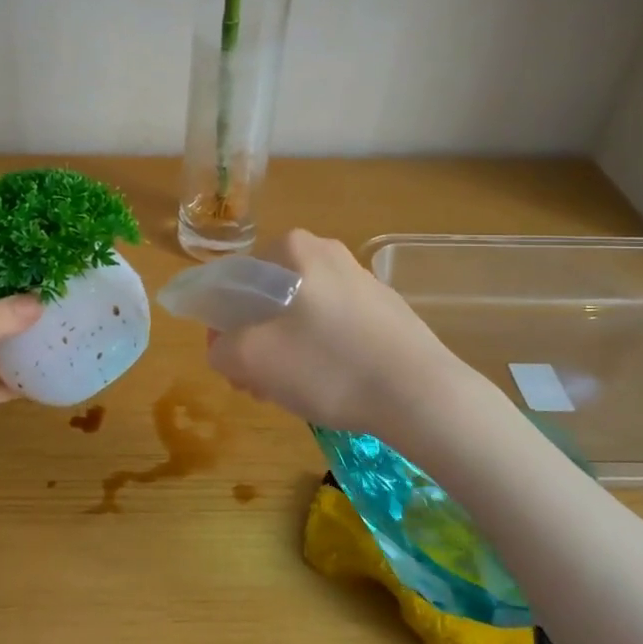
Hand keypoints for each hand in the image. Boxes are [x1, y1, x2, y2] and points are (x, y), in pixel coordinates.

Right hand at [205, 230, 473, 437]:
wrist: (421, 395)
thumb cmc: (328, 365)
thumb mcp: (252, 358)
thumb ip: (220, 348)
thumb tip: (225, 347)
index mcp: (294, 248)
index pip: (236, 281)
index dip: (223, 324)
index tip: (232, 362)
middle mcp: (328, 253)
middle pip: (269, 299)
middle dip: (255, 341)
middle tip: (257, 384)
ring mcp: (362, 281)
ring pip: (302, 317)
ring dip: (285, 352)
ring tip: (291, 394)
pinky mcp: (387, 312)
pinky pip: (335, 328)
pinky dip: (321, 354)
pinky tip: (329, 388)